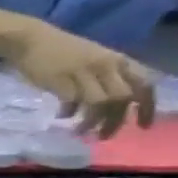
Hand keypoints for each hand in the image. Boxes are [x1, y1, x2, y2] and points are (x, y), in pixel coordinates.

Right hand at [3, 18, 155, 138]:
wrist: (31, 40)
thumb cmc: (61, 51)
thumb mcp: (94, 60)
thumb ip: (106, 78)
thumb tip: (112, 105)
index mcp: (119, 61)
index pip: (145, 86)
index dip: (147, 108)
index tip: (142, 127)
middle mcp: (106, 66)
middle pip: (122, 98)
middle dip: (115, 121)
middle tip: (103, 136)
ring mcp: (83, 72)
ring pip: (101, 102)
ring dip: (93, 121)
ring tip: (81, 132)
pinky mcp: (60, 79)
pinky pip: (73, 101)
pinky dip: (70, 113)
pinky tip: (63, 116)